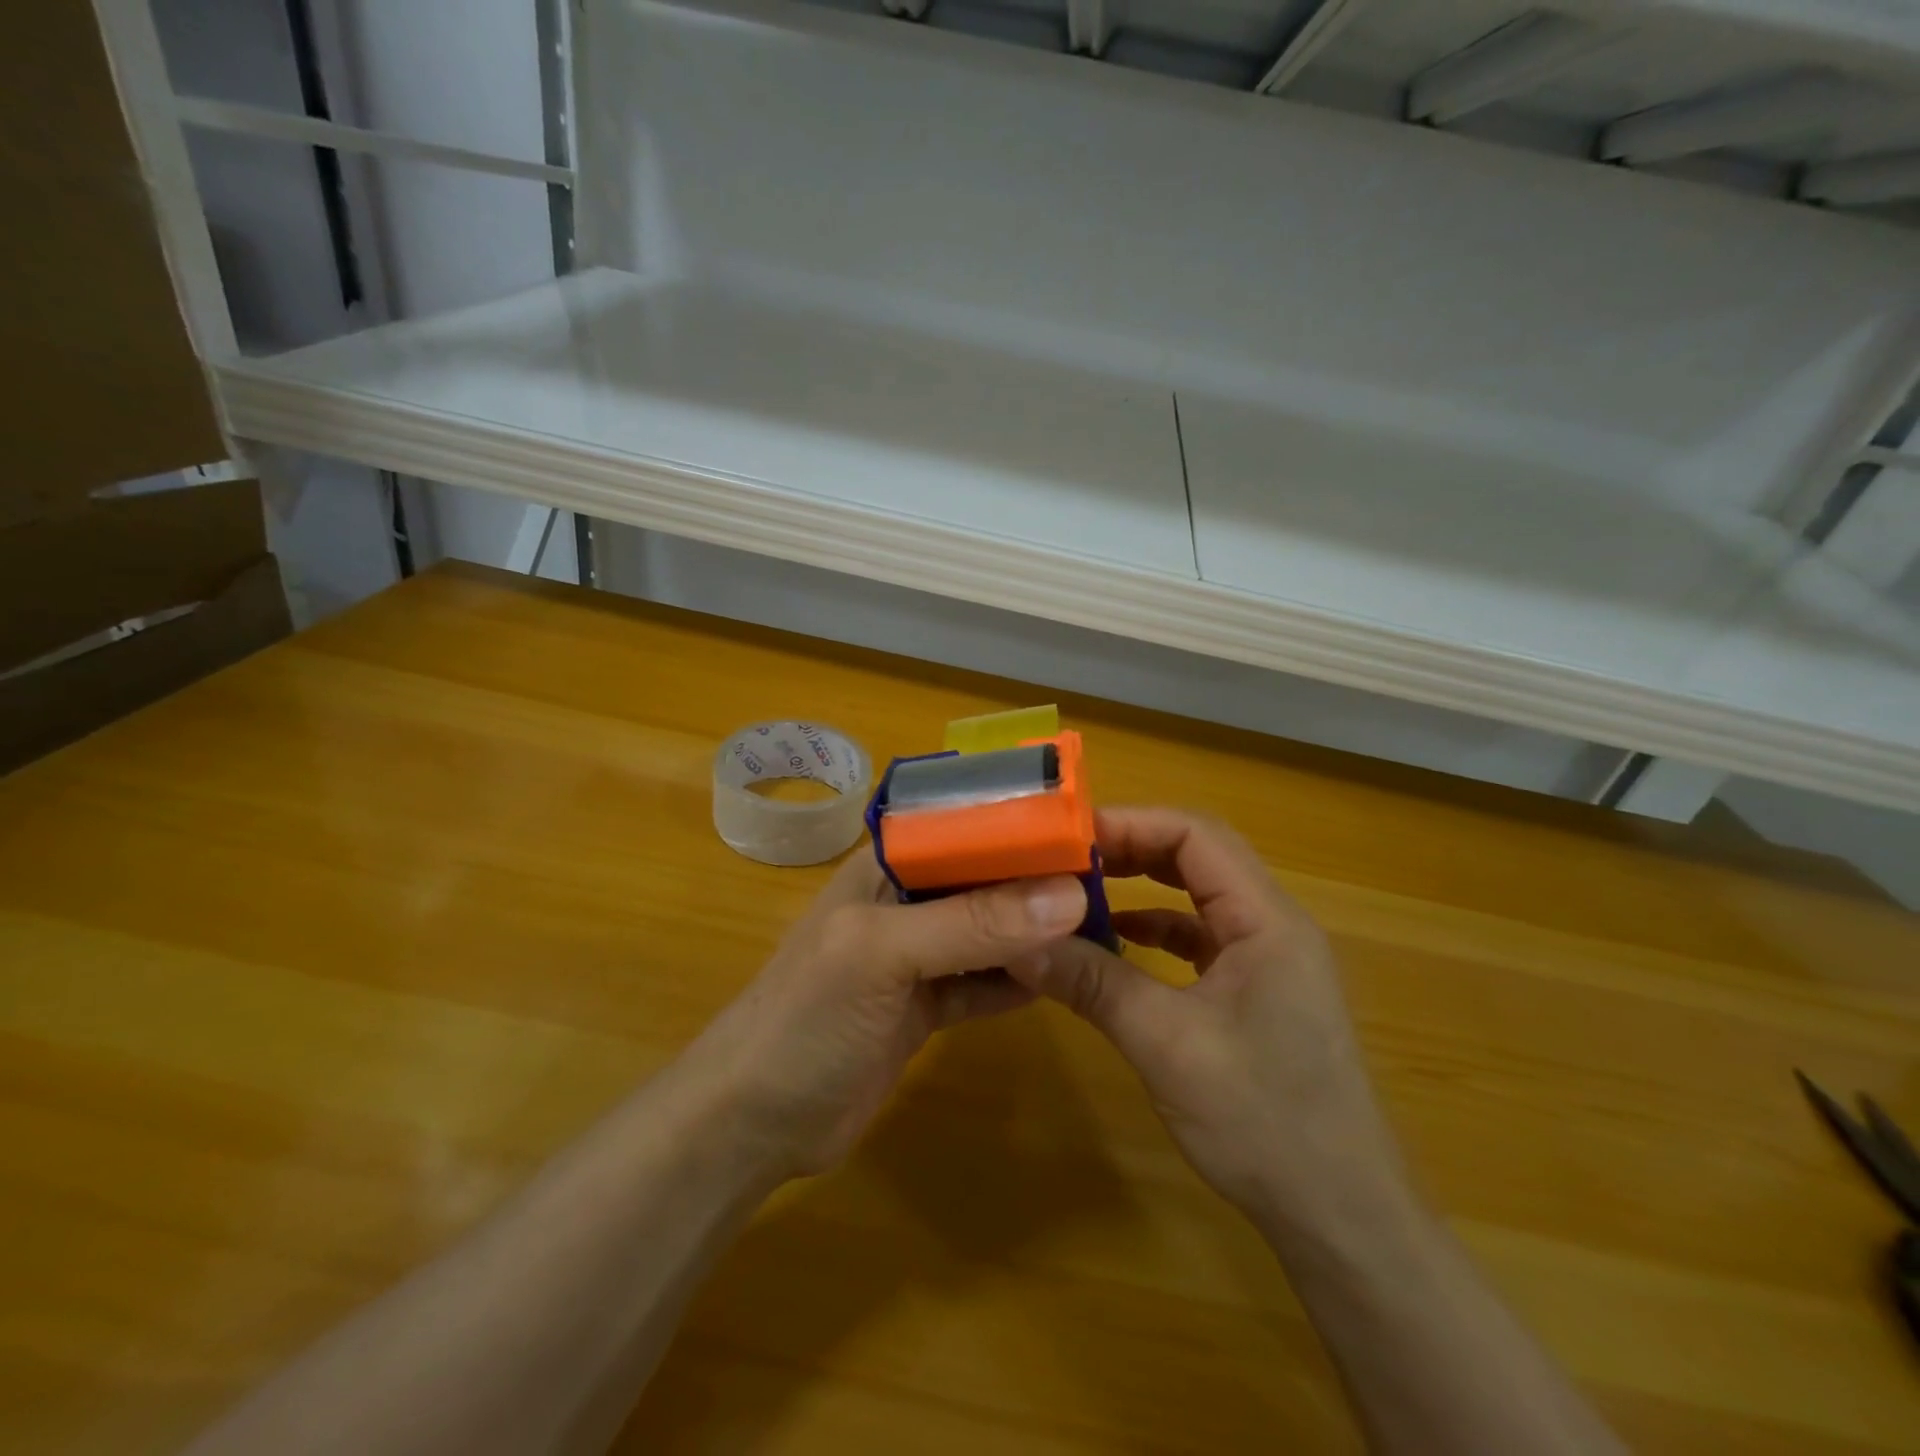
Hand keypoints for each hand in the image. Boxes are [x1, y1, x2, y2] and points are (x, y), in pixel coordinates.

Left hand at [684, 854, 1087, 1181]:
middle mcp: (904, 902)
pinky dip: (1019, 983)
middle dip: (1037, 880)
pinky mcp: (925, 1007)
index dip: (1019, 821)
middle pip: (982, 879)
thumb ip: (972, 923)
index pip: (963, 825)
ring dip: (1035, 932)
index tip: (1087, 827)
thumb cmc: (807, 1017)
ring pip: (988, 933)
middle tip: (1110, 882)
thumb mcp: (883, 956)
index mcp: (885, 866)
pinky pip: (983, 985)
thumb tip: (1069, 894)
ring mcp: (916, 958)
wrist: (752, 1123)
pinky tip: (1064, 981)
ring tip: (1101, 927)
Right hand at [1006, 808, 1410, 1238]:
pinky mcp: (1257, 992)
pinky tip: (1116, 945)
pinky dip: (1156, 932)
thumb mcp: (1165, 1044)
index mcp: (1267, 920)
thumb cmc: (1264, 1121)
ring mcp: (1268, 960)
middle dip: (1131, 851)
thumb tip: (1018, 943)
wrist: (1342, 1218)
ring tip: (1080, 893)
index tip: (1069, 837)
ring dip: (1142, 889)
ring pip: (1198, 898)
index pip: (1196, 835)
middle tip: (1065, 860)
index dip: (1131, 823)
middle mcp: (1273, 926)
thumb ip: (1093, 983)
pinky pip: (1201, 939)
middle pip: (1197, 858)